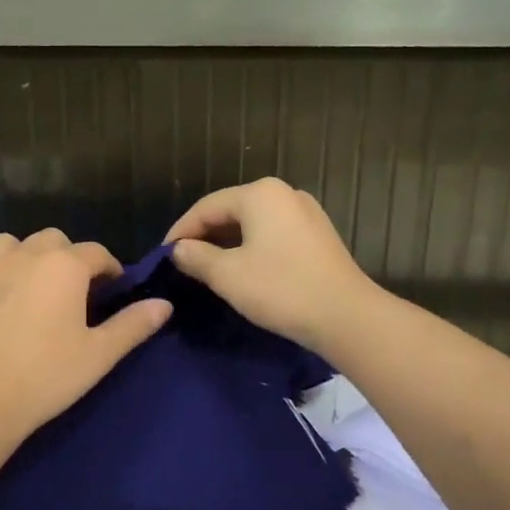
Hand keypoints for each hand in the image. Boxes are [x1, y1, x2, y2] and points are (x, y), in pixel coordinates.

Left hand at [0, 229, 171, 441]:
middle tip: (69, 292)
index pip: (97, 253)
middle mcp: (25, 254)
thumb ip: (133, 324)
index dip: (109, 269)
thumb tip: (165, 304)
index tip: (111, 290)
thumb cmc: (47, 375)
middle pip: (53, 240)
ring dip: (23, 258)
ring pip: (10, 245)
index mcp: (65, 266)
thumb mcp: (99, 354)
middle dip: (66, 258)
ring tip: (27, 287)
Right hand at [165, 178, 378, 351]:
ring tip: (208, 268)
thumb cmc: (281, 289)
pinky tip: (243, 269)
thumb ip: (196, 257)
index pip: (206, 207)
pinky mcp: (318, 234)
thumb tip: (179, 249)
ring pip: (253, 223)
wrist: (346, 316)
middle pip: (231, 210)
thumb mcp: (228, 275)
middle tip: (183, 263)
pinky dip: (252, 247)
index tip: (163, 256)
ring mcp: (305, 212)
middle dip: (205, 236)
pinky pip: (273, 233)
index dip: (181, 231)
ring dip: (228, 243)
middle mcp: (284, 193)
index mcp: (259, 193)